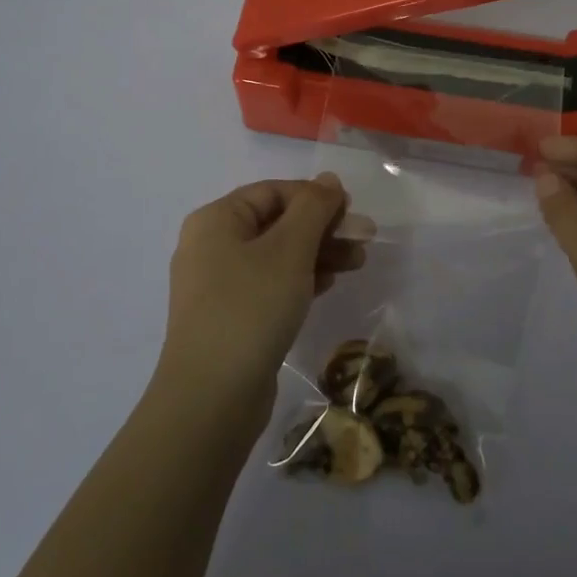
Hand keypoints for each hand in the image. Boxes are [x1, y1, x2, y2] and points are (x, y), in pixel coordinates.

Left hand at [156, 174, 373, 424]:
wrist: (211, 396)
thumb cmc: (251, 307)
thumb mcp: (290, 249)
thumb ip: (313, 208)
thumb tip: (329, 179)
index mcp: (216, 220)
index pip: (274, 191)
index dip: (315, 197)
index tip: (352, 213)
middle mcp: (211, 245)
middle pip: (276, 222)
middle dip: (322, 228)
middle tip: (364, 240)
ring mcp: (217, 284)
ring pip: (277, 255)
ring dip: (318, 254)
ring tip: (357, 264)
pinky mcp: (229, 316)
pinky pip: (269, 284)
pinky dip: (300, 279)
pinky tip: (328, 285)